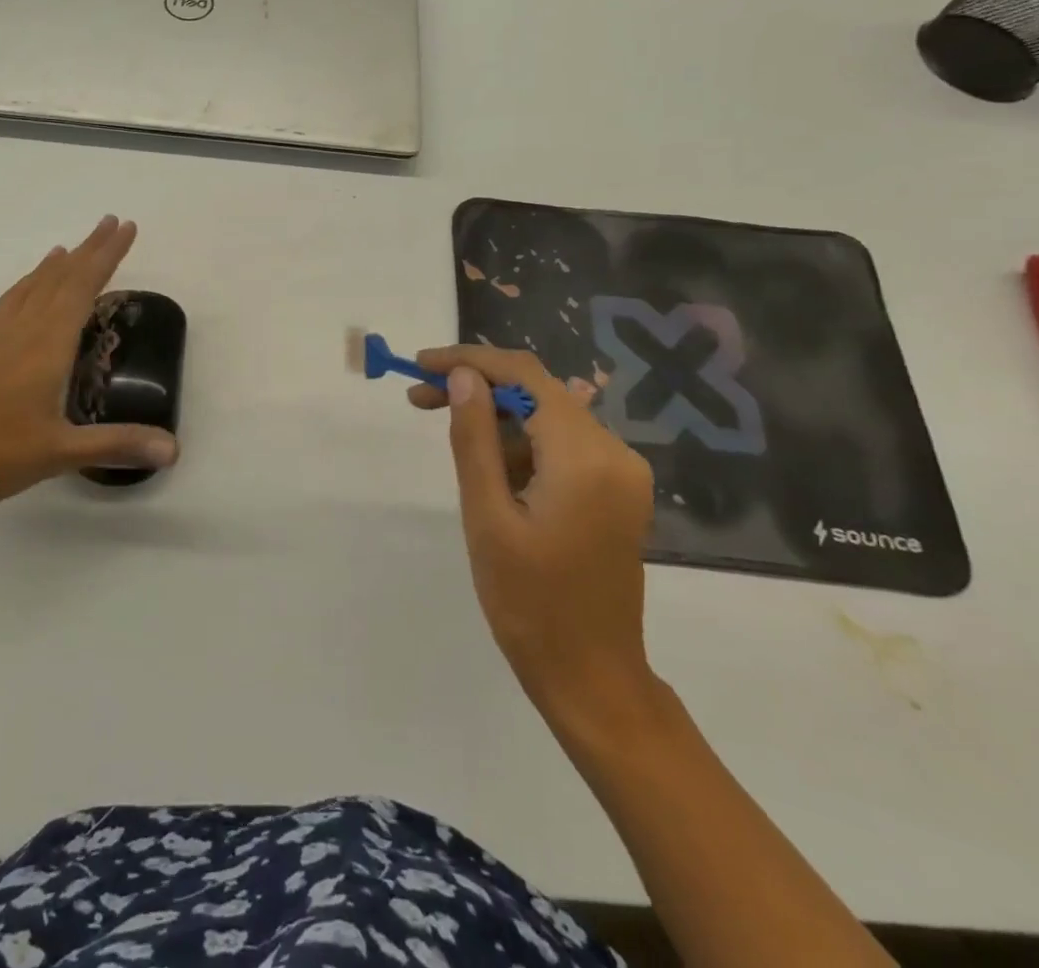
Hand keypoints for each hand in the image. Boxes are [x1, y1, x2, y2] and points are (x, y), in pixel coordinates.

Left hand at [0, 216, 178, 521]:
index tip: (125, 227)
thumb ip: (116, 445)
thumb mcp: (60, 453)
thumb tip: (174, 450)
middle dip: (85, 253)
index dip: (107, 258)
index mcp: (46, 349)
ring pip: (20, 298)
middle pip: (56, 284)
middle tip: (108, 224)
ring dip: (43, 272)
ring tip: (60, 250)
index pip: (83, 290)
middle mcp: (19, 338)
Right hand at [410, 345, 663, 743]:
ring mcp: (620, 472)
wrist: (592, 677)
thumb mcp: (487, 517)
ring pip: (547, 418)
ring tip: (448, 437)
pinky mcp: (616, 491)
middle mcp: (614, 452)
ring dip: (496, 419)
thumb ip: (473, 438)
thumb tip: (462, 376)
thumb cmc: (530, 603)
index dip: (470, 360)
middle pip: (537, 392)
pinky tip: (490, 470)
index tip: (420, 366)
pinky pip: (562, 446)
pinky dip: (521, 446)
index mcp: (585, 456)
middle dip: (477, 388)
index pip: (525, 376)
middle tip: (418, 399)